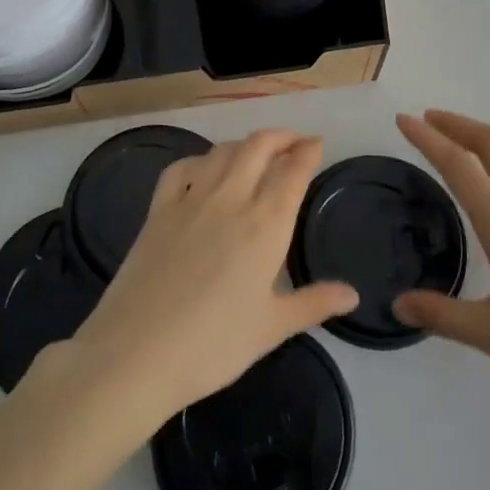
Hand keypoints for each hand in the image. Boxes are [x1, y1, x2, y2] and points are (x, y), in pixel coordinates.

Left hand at [54, 129, 358, 429]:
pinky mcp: (158, 209)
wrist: (137, 353)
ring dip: (245, 144)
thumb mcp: (272, 328)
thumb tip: (352, 293)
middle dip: (281, 136)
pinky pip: (180, 168)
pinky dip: (199, 159)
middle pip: (259, 146)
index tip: (317, 144)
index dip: (308, 151)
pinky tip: (202, 169)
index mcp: (265, 223)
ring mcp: (190, 199)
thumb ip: (314, 303)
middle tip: (294, 142)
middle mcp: (231, 198)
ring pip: (223, 151)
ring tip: (256, 152)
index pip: (293, 171)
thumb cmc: (214, 345)